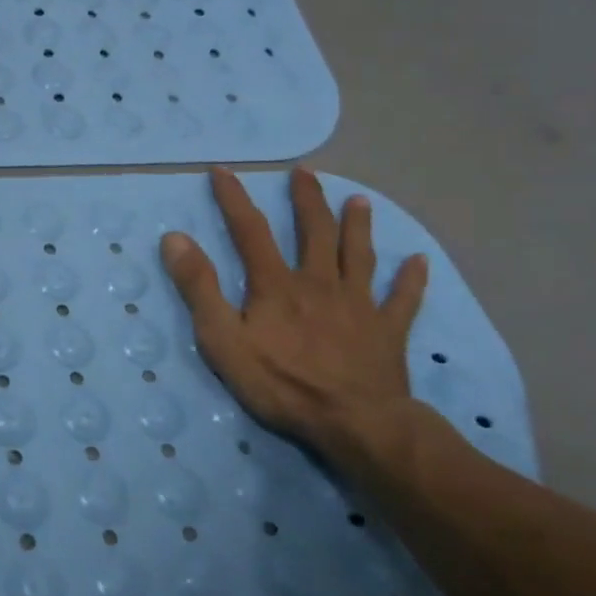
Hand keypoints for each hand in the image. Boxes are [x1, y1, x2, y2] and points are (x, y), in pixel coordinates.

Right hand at [161, 167, 427, 472]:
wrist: (356, 424)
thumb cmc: (281, 383)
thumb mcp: (222, 338)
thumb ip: (199, 287)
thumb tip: (175, 238)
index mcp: (277, 285)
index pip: (250, 231)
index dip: (234, 199)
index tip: (222, 171)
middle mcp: (319, 283)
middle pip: (315, 232)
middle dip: (307, 200)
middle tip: (305, 173)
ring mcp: (358, 306)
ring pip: (359, 256)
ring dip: (358, 226)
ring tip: (359, 200)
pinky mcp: (387, 332)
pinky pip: (402, 300)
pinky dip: (411, 280)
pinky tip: (420, 262)